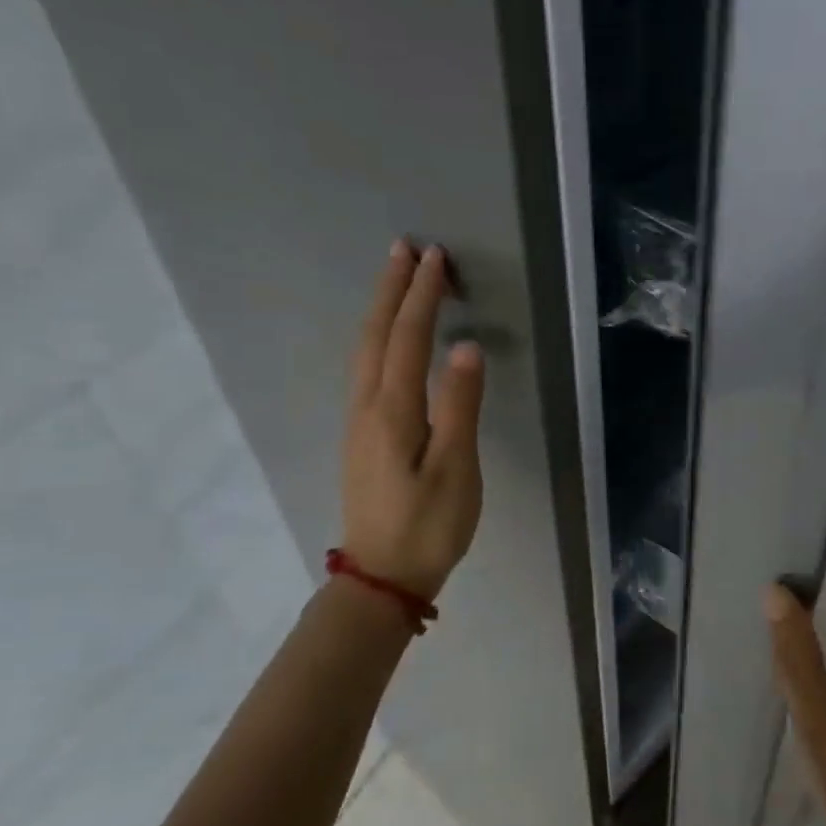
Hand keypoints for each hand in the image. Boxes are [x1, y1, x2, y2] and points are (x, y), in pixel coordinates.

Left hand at [341, 240, 484, 600]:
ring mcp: (359, 422)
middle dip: (391, 289)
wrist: (382, 577)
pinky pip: (367, 369)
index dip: (421, 295)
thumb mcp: (455, 468)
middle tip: (405, 249)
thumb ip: (460, 405)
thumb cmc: (428, 525)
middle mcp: (367, 407)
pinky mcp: (362, 437)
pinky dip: (378, 338)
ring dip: (381, 310)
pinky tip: (387, 340)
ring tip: (396, 280)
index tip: (434, 257)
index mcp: (392, 410)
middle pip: (376, 335)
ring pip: (365, 351)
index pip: (407, 338)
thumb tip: (466, 346)